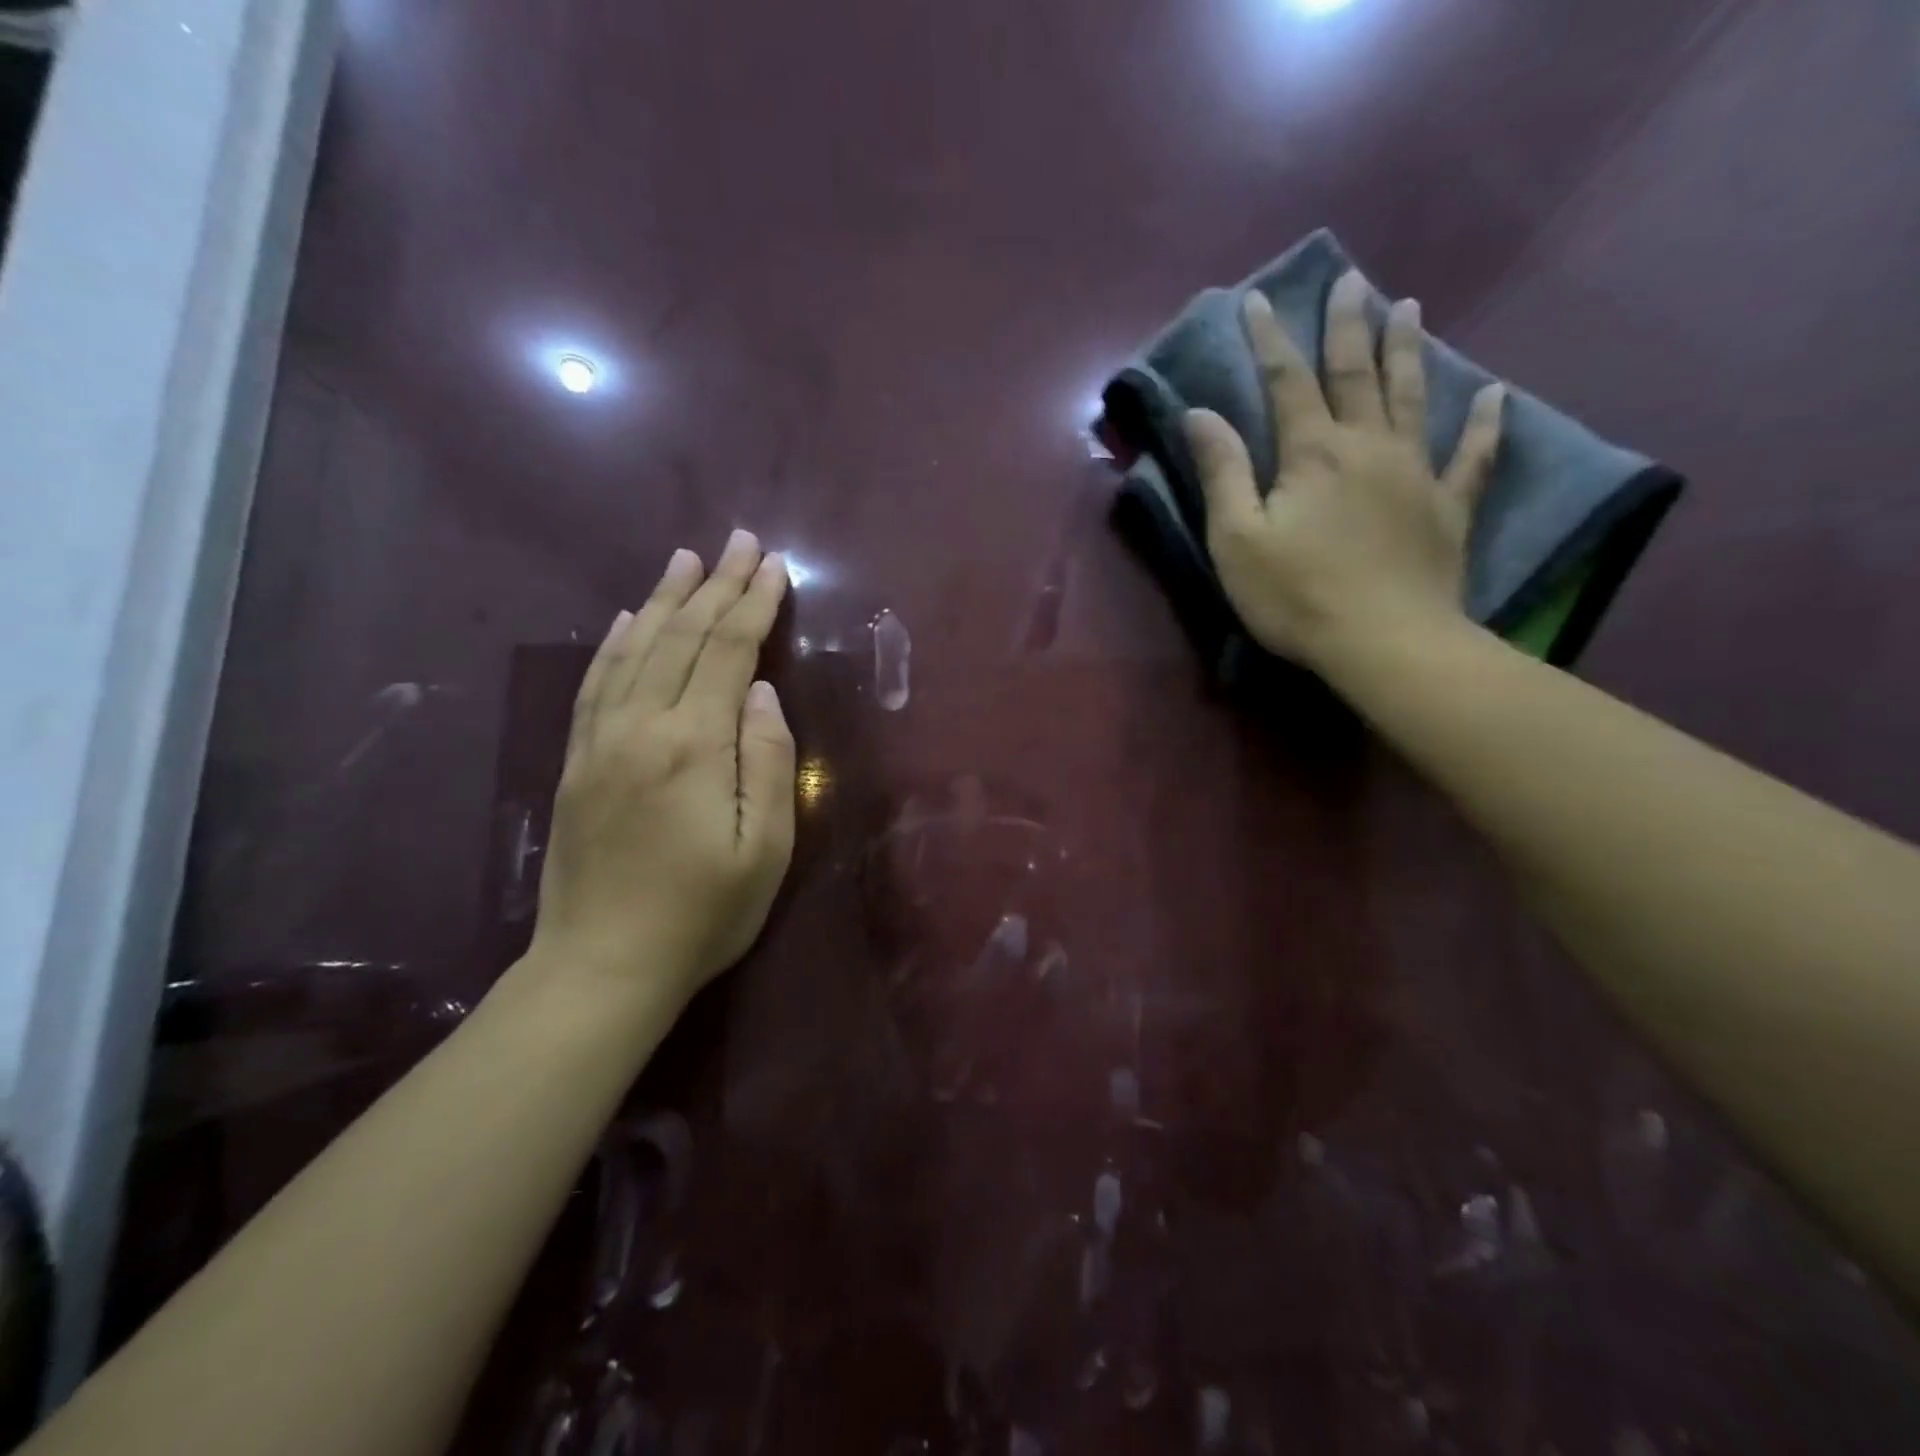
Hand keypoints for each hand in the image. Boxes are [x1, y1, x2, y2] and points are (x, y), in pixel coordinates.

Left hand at [528, 530, 795, 1010]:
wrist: (602, 967)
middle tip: (740, 541)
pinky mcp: (576, 761)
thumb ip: (768, 762)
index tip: (775, 566)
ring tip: (687, 559)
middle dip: (716, 585)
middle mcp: (641, 727)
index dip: (754, 605)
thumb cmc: (702, 915)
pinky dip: (615, 642)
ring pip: (636, 649)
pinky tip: (629, 618)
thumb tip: (760, 692)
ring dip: (665, 599)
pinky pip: (596, 683)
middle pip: (682, 638)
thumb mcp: (765, 849)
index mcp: (694, 746)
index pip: (727, 653)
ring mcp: (600, 741)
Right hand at [1183, 271, 1505, 670]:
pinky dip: (1484, 423)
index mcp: (1312, 454)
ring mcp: (1416, 473)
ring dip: (1407, 351)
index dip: (1270, 340)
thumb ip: (1222, 473)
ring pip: (1411, 397)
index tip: (1258, 299)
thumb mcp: (1237, 539)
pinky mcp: (1447, 508)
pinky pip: (1472, 456)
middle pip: (1356, 374)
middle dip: (1347, 325)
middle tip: (1352, 279)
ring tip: (1408, 307)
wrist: (1383, 642)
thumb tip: (1201, 413)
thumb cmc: (1296, 595)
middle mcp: (1367, 446)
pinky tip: (1493, 395)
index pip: (1286, 382)